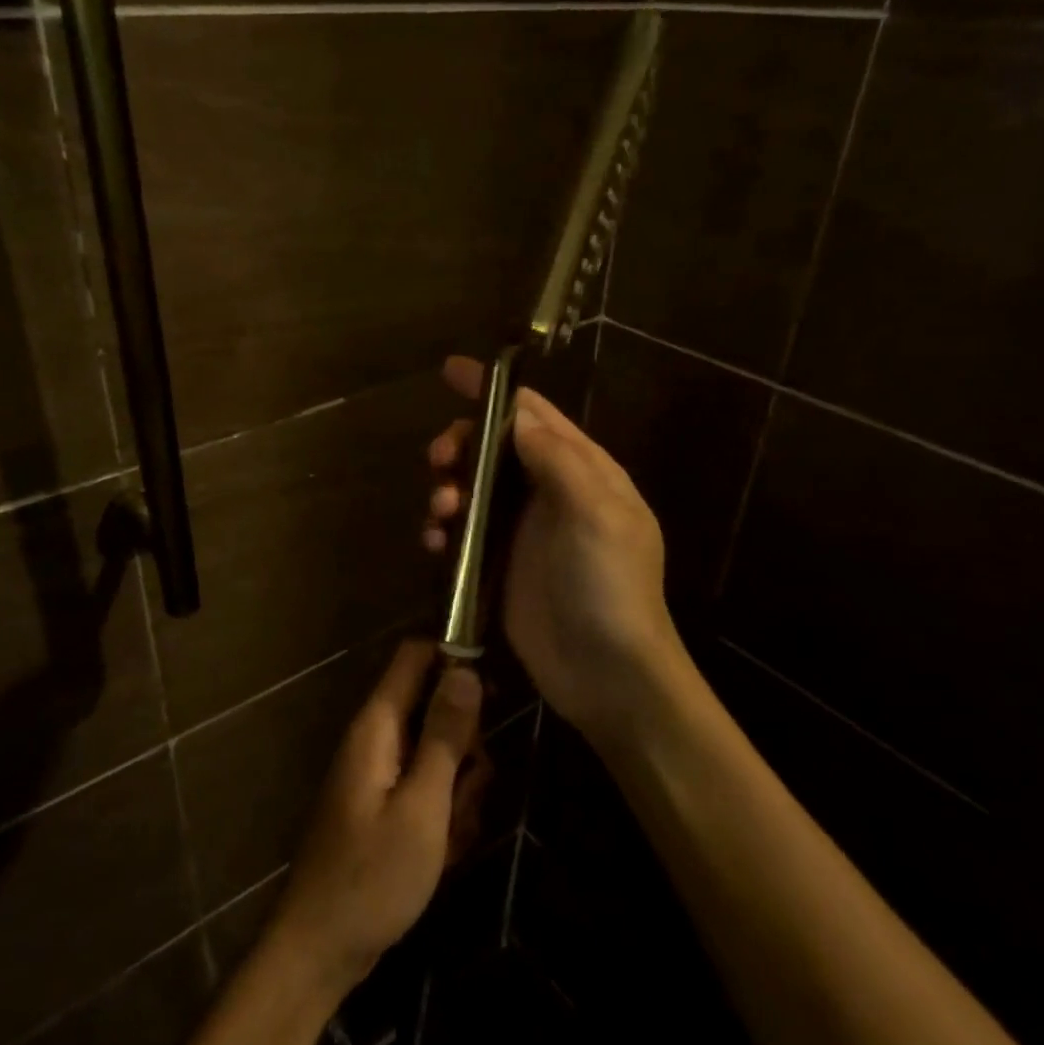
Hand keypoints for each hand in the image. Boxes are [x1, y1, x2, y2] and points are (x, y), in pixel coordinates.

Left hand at [267, 640, 485, 997]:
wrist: (322, 949)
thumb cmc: (373, 876)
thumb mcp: (422, 805)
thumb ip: (445, 736)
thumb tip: (466, 669)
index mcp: (378, 726)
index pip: (414, 656)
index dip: (454, 658)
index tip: (494, 692)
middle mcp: (377, 739)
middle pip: (436, 710)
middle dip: (465, 749)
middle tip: (467, 793)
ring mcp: (381, 774)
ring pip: (440, 756)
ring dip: (458, 792)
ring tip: (450, 838)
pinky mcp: (386, 805)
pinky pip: (429, 791)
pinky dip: (443, 818)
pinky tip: (441, 856)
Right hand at [425, 355, 680, 741]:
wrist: (606, 673)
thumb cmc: (609, 586)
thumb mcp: (595, 513)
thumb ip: (557, 458)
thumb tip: (518, 414)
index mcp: (582, 468)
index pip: (533, 412)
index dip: (492, 390)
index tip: (450, 371)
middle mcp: (549, 490)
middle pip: (493, 446)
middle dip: (460, 445)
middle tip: (439, 462)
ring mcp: (522, 528)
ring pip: (472, 486)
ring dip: (447, 488)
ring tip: (440, 511)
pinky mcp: (498, 563)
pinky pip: (462, 531)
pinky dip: (443, 528)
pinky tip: (434, 543)